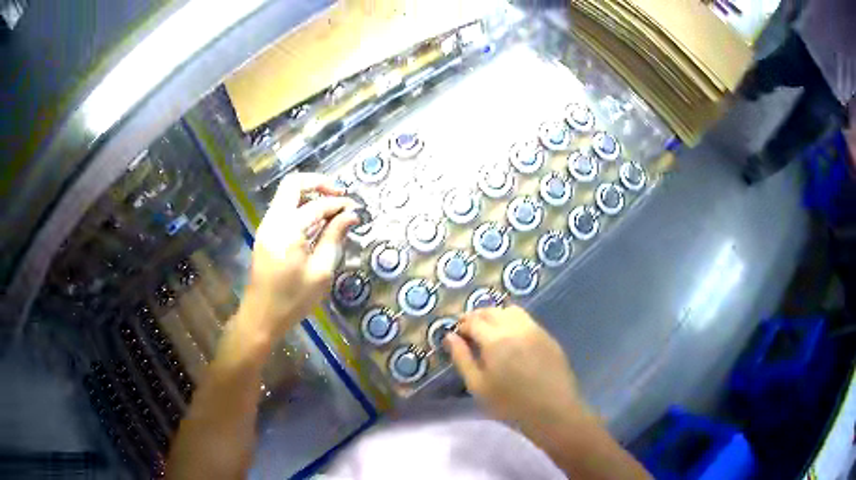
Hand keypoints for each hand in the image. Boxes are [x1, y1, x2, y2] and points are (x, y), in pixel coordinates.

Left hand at [241, 173, 359, 340]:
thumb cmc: (293, 300)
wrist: (261, 317)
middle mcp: (273, 220)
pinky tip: (317, 223)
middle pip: (293, 183)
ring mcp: (266, 226)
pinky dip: (301, 207)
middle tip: (339, 195)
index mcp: (287, 230)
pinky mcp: (265, 234)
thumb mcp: (320, 272)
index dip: (339, 204)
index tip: (356, 210)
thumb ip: (334, 238)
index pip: (317, 205)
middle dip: (319, 183)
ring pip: (286, 194)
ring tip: (332, 209)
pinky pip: (283, 208)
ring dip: (310, 194)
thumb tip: (351, 215)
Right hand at [444, 305, 583, 426]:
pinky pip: (527, 320)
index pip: (473, 321)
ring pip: (511, 311)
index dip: (461, 325)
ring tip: (490, 333)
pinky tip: (512, 340)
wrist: (552, 410)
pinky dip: (513, 322)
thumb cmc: (510, 403)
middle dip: (477, 317)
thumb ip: (462, 358)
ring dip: (496, 316)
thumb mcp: (478, 385)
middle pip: (492, 311)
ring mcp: (535, 329)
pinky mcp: (548, 336)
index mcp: (495, 339)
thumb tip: (450, 336)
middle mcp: (515, 327)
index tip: (456, 335)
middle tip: (470, 332)